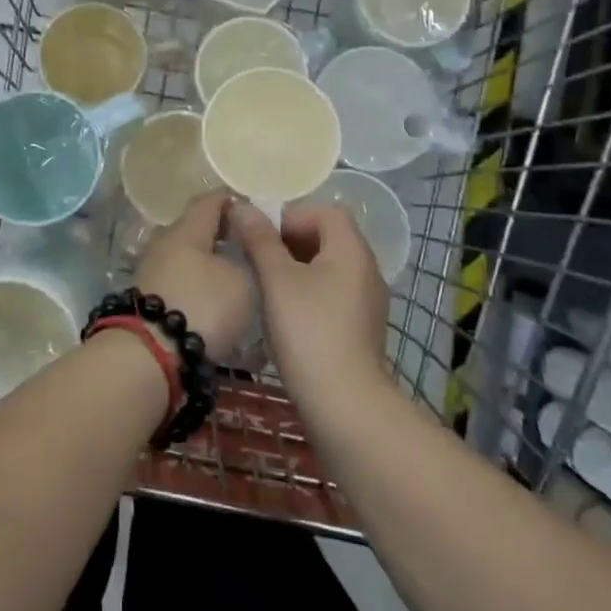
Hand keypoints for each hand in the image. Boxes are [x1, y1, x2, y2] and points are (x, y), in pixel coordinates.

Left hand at [133, 192, 254, 361]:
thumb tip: (240, 248)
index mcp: (186, 229)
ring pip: (186, 257)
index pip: (210, 200)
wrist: (149, 355)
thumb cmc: (202, 307)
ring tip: (235, 278)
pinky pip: (178, 282)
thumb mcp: (242, 281)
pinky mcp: (146, 299)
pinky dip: (196, 286)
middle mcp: (164, 243)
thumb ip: (246, 256)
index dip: (232, 201)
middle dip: (221, 234)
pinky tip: (213, 302)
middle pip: (195, 229)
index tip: (253, 210)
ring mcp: (151, 271)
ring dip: (208, 264)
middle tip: (248, 247)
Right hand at [230, 203, 388, 402]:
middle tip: (259, 260)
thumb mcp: (277, 280)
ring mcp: (367, 300)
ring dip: (297, 268)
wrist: (344, 404)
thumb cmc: (309, 331)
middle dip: (290, 241)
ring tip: (267, 287)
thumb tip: (243, 206)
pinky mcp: (361, 327)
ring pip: (328, 267)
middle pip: (327, 237)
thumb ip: (260, 239)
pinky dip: (309, 293)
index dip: (291, 215)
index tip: (263, 238)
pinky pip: (333, 293)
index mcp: (351, 250)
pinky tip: (286, 315)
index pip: (325, 211)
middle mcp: (366, 269)